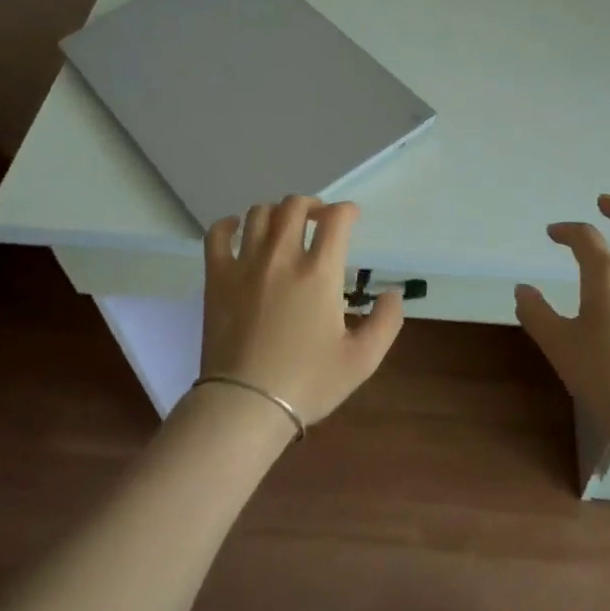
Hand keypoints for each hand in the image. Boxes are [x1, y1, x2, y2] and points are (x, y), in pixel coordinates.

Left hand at [199, 196, 404, 425]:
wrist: (245, 405)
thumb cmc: (307, 383)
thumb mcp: (362, 360)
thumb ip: (386, 322)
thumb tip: (392, 293)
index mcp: (319, 273)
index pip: (335, 219)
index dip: (347, 210)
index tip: (351, 218)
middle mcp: (282, 257)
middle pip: (294, 206)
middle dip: (312, 205)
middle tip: (319, 220)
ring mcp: (245, 264)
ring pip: (259, 213)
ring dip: (276, 212)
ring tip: (283, 227)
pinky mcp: (217, 278)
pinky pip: (217, 235)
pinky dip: (228, 225)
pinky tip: (237, 229)